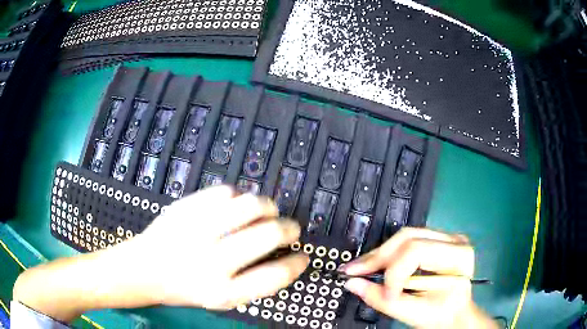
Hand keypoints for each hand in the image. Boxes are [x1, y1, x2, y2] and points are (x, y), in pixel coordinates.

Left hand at [131, 185, 309, 309]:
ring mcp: (196, 229)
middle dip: (288, 228)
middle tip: (290, 229)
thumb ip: (253, 283)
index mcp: (222, 291)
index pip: (275, 275)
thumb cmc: (185, 288)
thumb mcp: (221, 299)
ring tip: (267, 211)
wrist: (144, 269)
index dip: (296, 264)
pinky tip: (236, 205)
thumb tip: (284, 258)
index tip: (302, 256)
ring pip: (250, 204)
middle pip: (268, 233)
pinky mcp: (185, 208)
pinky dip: (239, 196)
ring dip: (267, 206)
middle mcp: (211, 261)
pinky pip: (225, 191)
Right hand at [341, 228, 496, 328]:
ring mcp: (446, 237)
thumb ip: (381, 299)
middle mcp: (453, 240)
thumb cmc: (442, 315)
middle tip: (354, 271)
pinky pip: (407, 241)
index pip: (416, 252)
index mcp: (457, 256)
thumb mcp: (414, 313)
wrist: (456, 313)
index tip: (384, 295)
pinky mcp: (436, 241)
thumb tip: (353, 283)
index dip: (393, 274)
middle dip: (377, 257)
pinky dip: (389, 254)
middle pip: (407, 238)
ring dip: (379, 254)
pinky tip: (376, 265)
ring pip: (404, 236)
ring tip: (361, 268)